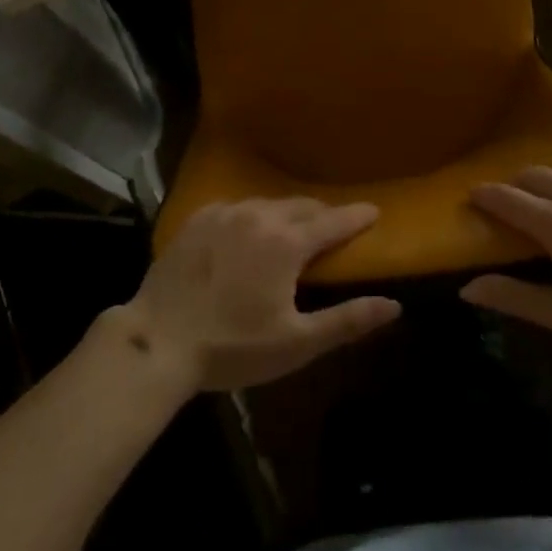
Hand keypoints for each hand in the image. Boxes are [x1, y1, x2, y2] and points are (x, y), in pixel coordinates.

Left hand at [124, 199, 401, 391]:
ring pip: (268, 203)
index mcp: (287, 242)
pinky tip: (248, 230)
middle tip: (334, 225)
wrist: (158, 340)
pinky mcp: (199, 217)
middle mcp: (260, 215)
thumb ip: (346, 320)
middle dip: (322, 214)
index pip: (333, 221)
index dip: (357, 217)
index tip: (374, 211)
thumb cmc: (232, 347)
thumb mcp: (296, 343)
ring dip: (287, 214)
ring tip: (292, 228)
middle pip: (302, 206)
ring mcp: (226, 212)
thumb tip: (393, 305)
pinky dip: (252, 215)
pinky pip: (236, 206)